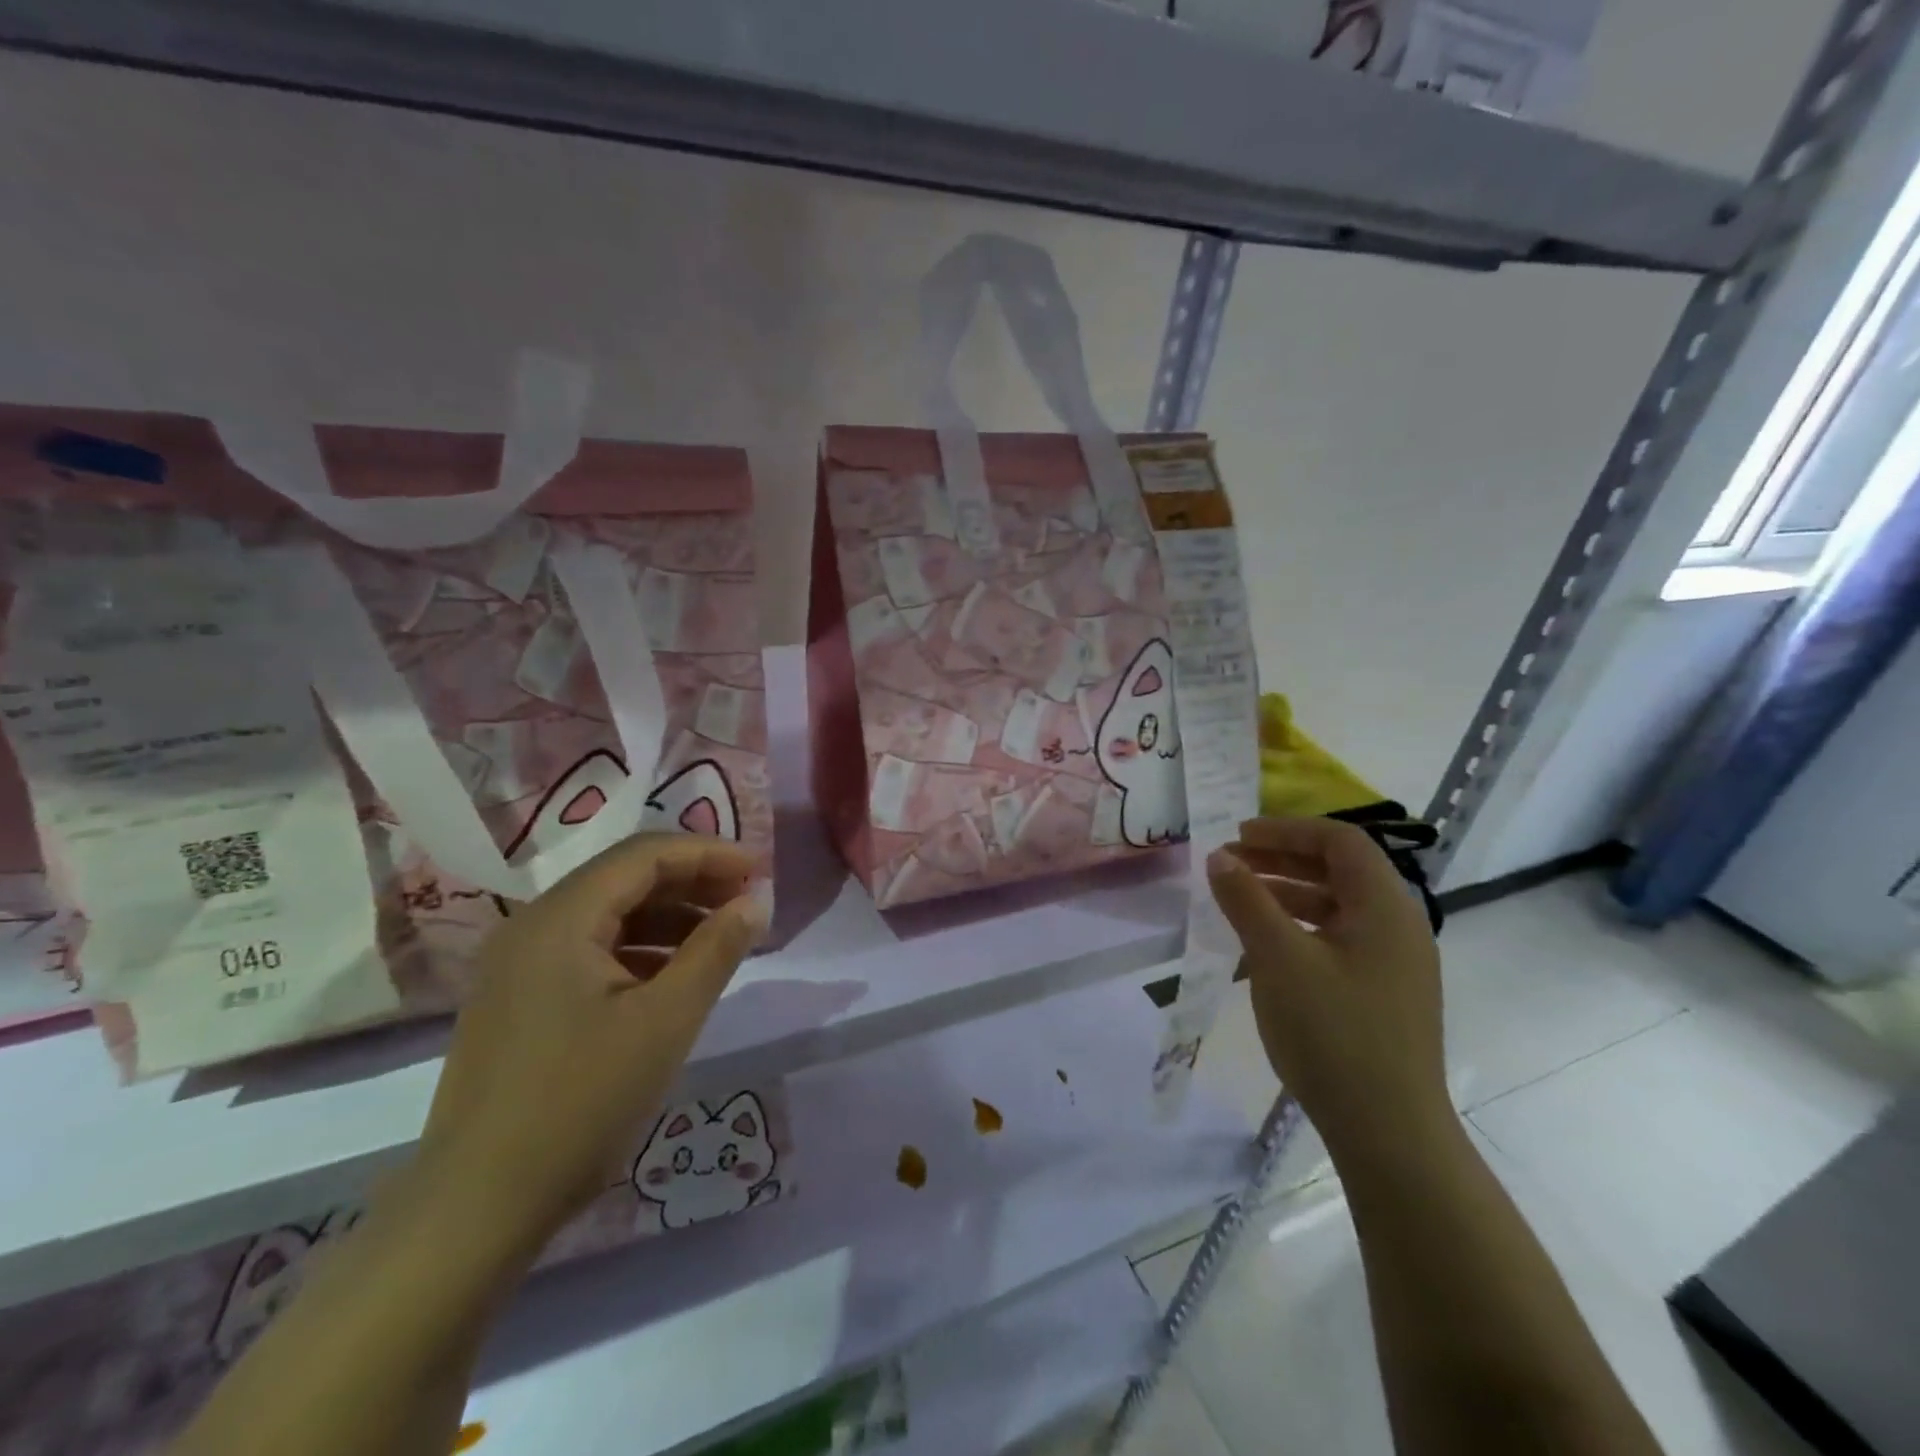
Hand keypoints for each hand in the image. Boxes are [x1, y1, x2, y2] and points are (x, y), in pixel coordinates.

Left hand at [416, 834, 765, 1246]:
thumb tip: (754, 902)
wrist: (476, 1210)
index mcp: (560, 919)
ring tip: (720, 938)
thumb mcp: (665, 1022)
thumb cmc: (580, 1104)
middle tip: (747, 901)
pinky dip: (638, 949)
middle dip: (692, 882)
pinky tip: (672, 976)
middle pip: (624, 877)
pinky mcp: (518, 1000)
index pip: (644, 854)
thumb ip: (715, 950)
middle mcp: (532, 927)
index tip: (760, 871)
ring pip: (607, 914)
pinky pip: (588, 950)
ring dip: (668, 916)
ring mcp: (518, 965)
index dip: (708, 854)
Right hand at [1206, 816, 1452, 1168]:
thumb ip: (1246, 899)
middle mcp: (1398, 925)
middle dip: (1282, 858)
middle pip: (1340, 869)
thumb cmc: (1333, 1033)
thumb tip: (1219, 856)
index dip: (1287, 830)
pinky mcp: (1383, 993)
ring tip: (1238, 899)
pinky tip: (1264, 945)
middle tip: (1230, 862)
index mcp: (1385, 907)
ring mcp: (1395, 962)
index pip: (1340, 840)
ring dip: (1287, 892)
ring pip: (1337, 905)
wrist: (1388, 1132)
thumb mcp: (1278, 958)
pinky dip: (1299, 926)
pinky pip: (1338, 938)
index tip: (1238, 836)